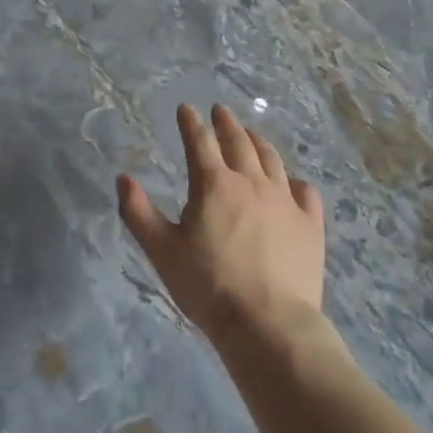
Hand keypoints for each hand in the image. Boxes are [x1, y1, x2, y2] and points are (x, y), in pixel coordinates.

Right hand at [118, 104, 325, 348]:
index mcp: (213, 184)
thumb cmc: (208, 286)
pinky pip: (305, 193)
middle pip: (239, 142)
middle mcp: (251, 182)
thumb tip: (123, 179)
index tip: (186, 108)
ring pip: (272, 160)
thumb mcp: (162, 250)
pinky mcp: (310, 225)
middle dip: (226, 123)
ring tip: (252, 134)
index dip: (190, 122)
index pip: (199, 141)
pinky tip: (293, 183)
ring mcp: (285, 201)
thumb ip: (138, 212)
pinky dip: (296, 181)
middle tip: (220, 111)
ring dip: (258, 142)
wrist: (268, 324)